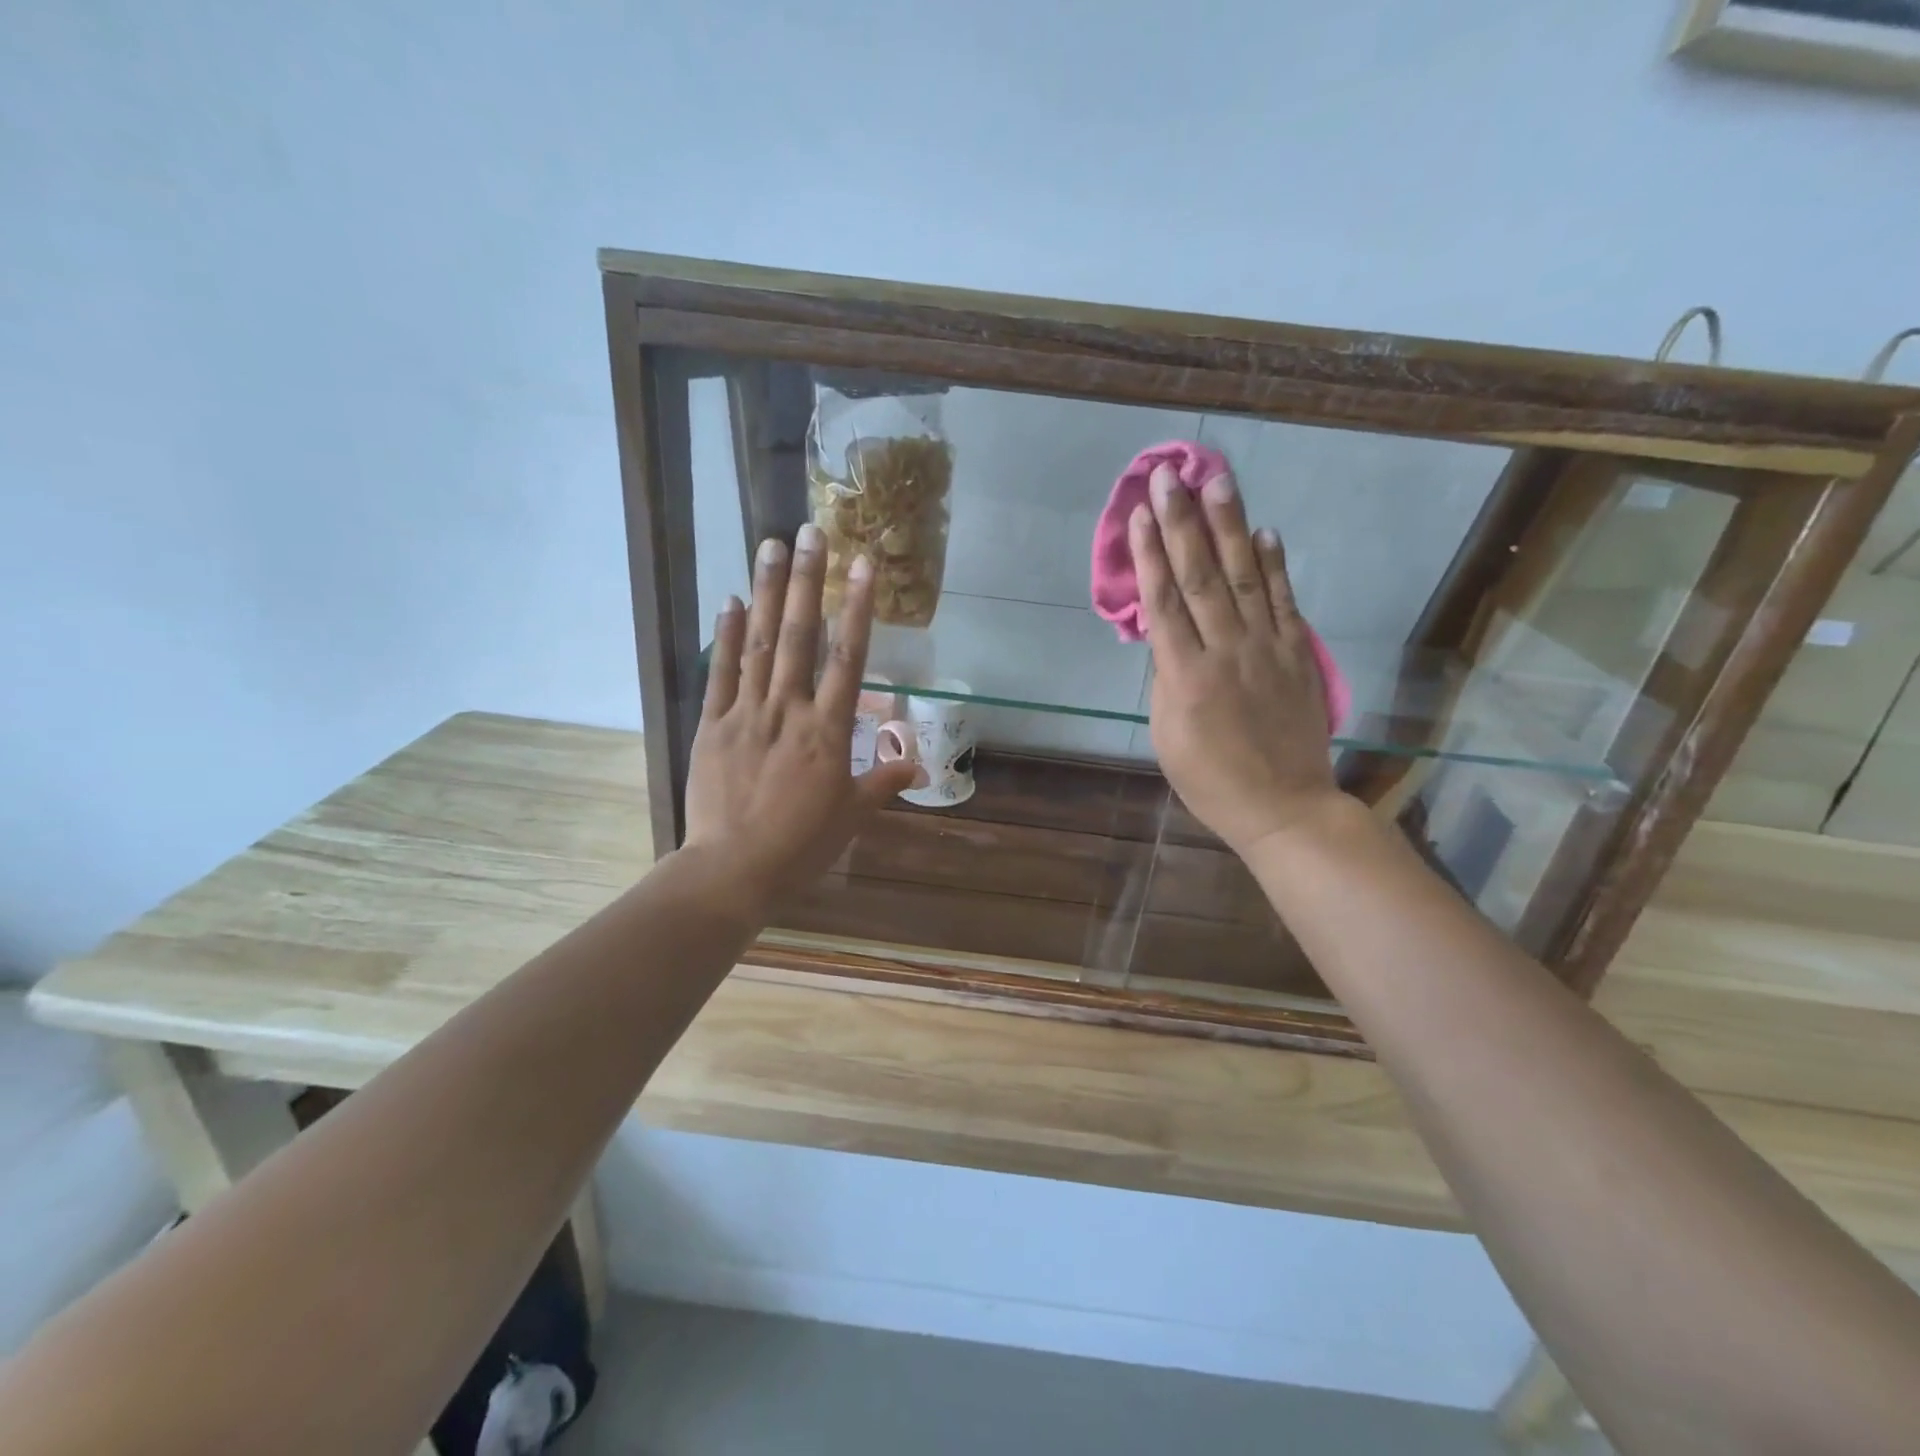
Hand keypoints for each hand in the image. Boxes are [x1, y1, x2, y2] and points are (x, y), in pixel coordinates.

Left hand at [681, 524, 918, 906]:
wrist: (732, 870)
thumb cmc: (801, 846)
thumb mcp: (851, 816)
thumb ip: (883, 782)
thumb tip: (918, 765)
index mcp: (827, 732)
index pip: (847, 658)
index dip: (856, 608)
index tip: (862, 565)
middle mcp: (788, 710)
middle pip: (800, 636)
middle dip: (808, 581)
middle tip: (811, 531)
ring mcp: (746, 714)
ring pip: (760, 644)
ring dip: (767, 593)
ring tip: (771, 546)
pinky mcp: (712, 725)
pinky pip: (720, 673)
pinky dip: (726, 635)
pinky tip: (731, 600)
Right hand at [1133, 464, 1344, 858]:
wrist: (1283, 806)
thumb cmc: (1210, 778)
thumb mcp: (1167, 735)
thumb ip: (1166, 678)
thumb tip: (1165, 633)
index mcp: (1186, 676)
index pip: (1164, 602)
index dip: (1149, 555)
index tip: (1139, 514)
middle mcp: (1226, 651)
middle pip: (1201, 577)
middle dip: (1182, 524)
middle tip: (1169, 478)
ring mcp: (1268, 649)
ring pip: (1244, 578)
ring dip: (1231, 528)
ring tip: (1218, 483)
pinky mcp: (1298, 654)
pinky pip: (1285, 602)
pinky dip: (1275, 566)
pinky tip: (1266, 534)